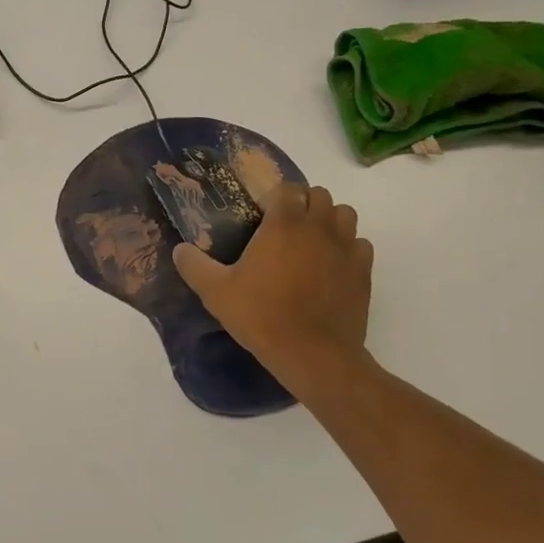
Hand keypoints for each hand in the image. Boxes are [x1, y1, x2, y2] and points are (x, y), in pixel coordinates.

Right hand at [172, 183, 373, 390]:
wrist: (314, 354)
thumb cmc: (263, 316)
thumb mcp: (216, 293)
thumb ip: (194, 266)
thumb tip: (179, 250)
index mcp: (284, 224)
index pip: (286, 188)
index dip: (274, 197)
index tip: (261, 214)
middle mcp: (319, 226)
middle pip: (318, 194)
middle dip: (303, 203)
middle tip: (285, 228)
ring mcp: (346, 247)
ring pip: (344, 214)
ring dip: (328, 220)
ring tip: (311, 242)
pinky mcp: (364, 270)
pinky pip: (360, 244)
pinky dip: (348, 247)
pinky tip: (332, 266)